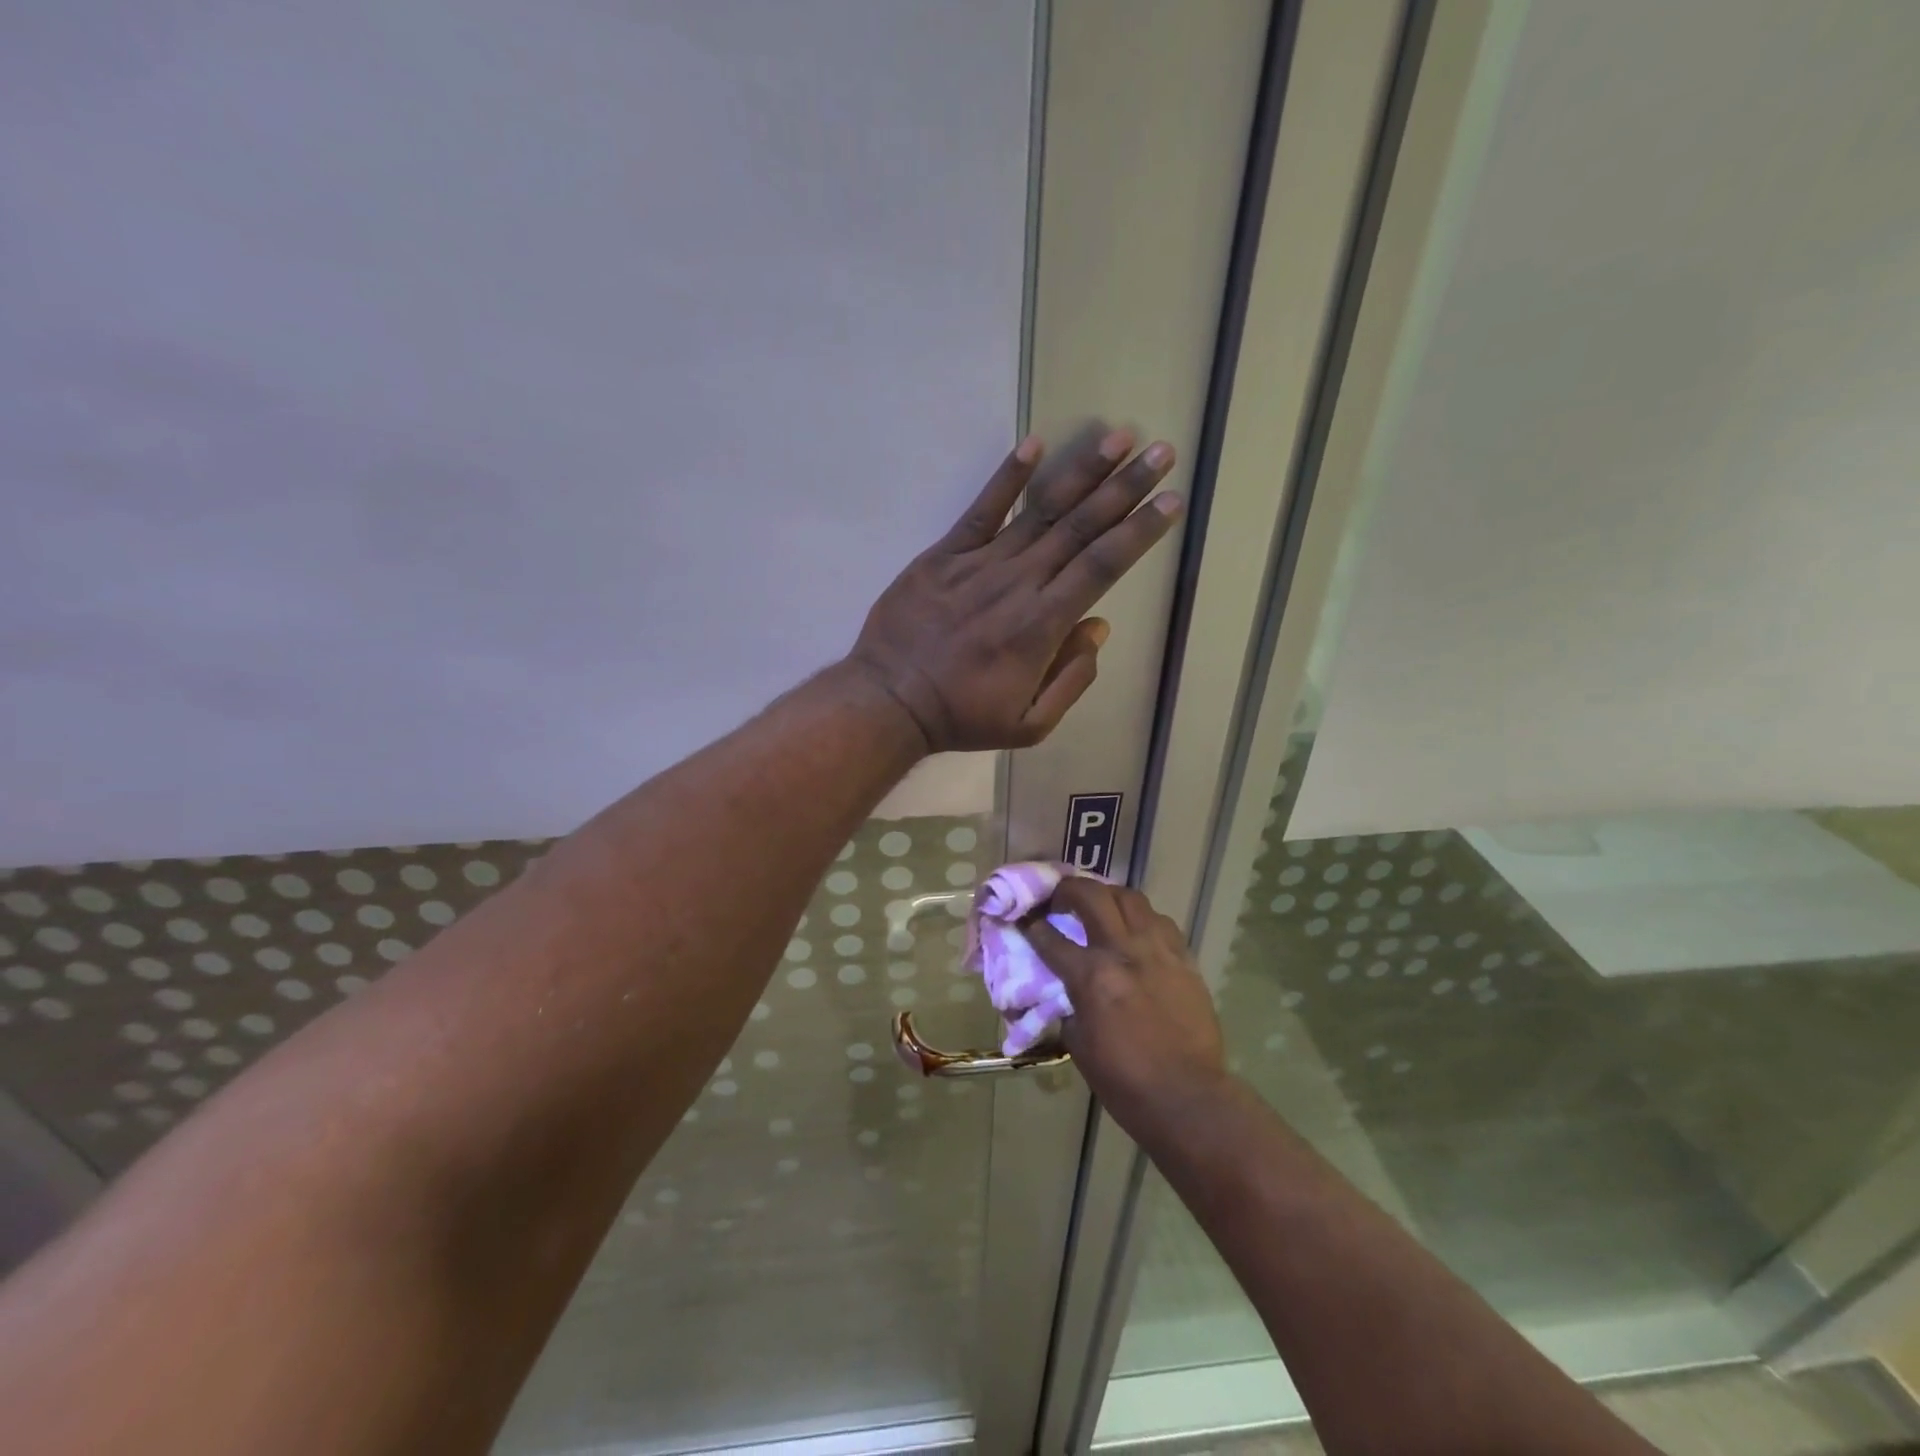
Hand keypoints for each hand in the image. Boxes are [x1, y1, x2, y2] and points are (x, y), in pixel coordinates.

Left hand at [846, 429, 1181, 751]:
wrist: (890, 701)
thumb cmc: (962, 717)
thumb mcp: (1030, 725)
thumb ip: (1071, 679)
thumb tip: (1098, 627)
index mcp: (1043, 626)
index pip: (1103, 566)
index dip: (1139, 531)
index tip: (1171, 501)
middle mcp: (1019, 584)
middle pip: (1081, 529)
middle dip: (1126, 489)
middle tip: (1162, 452)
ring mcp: (980, 564)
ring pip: (1040, 511)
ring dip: (1082, 472)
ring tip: (1119, 437)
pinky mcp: (944, 555)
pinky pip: (981, 510)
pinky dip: (1007, 477)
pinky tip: (1034, 444)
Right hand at [1027, 879, 1229, 1140]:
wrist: (1187, 1097)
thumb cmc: (1125, 1081)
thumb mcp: (1078, 1044)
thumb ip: (1068, 1004)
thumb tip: (1065, 986)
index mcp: (1092, 977)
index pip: (1050, 937)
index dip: (1031, 925)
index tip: (1023, 918)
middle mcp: (1123, 951)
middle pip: (1091, 895)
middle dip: (1067, 890)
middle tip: (1059, 899)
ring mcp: (1158, 950)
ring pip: (1130, 897)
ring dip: (1107, 896)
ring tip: (1099, 907)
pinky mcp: (1184, 957)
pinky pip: (1160, 921)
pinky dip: (1142, 918)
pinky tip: (1136, 931)